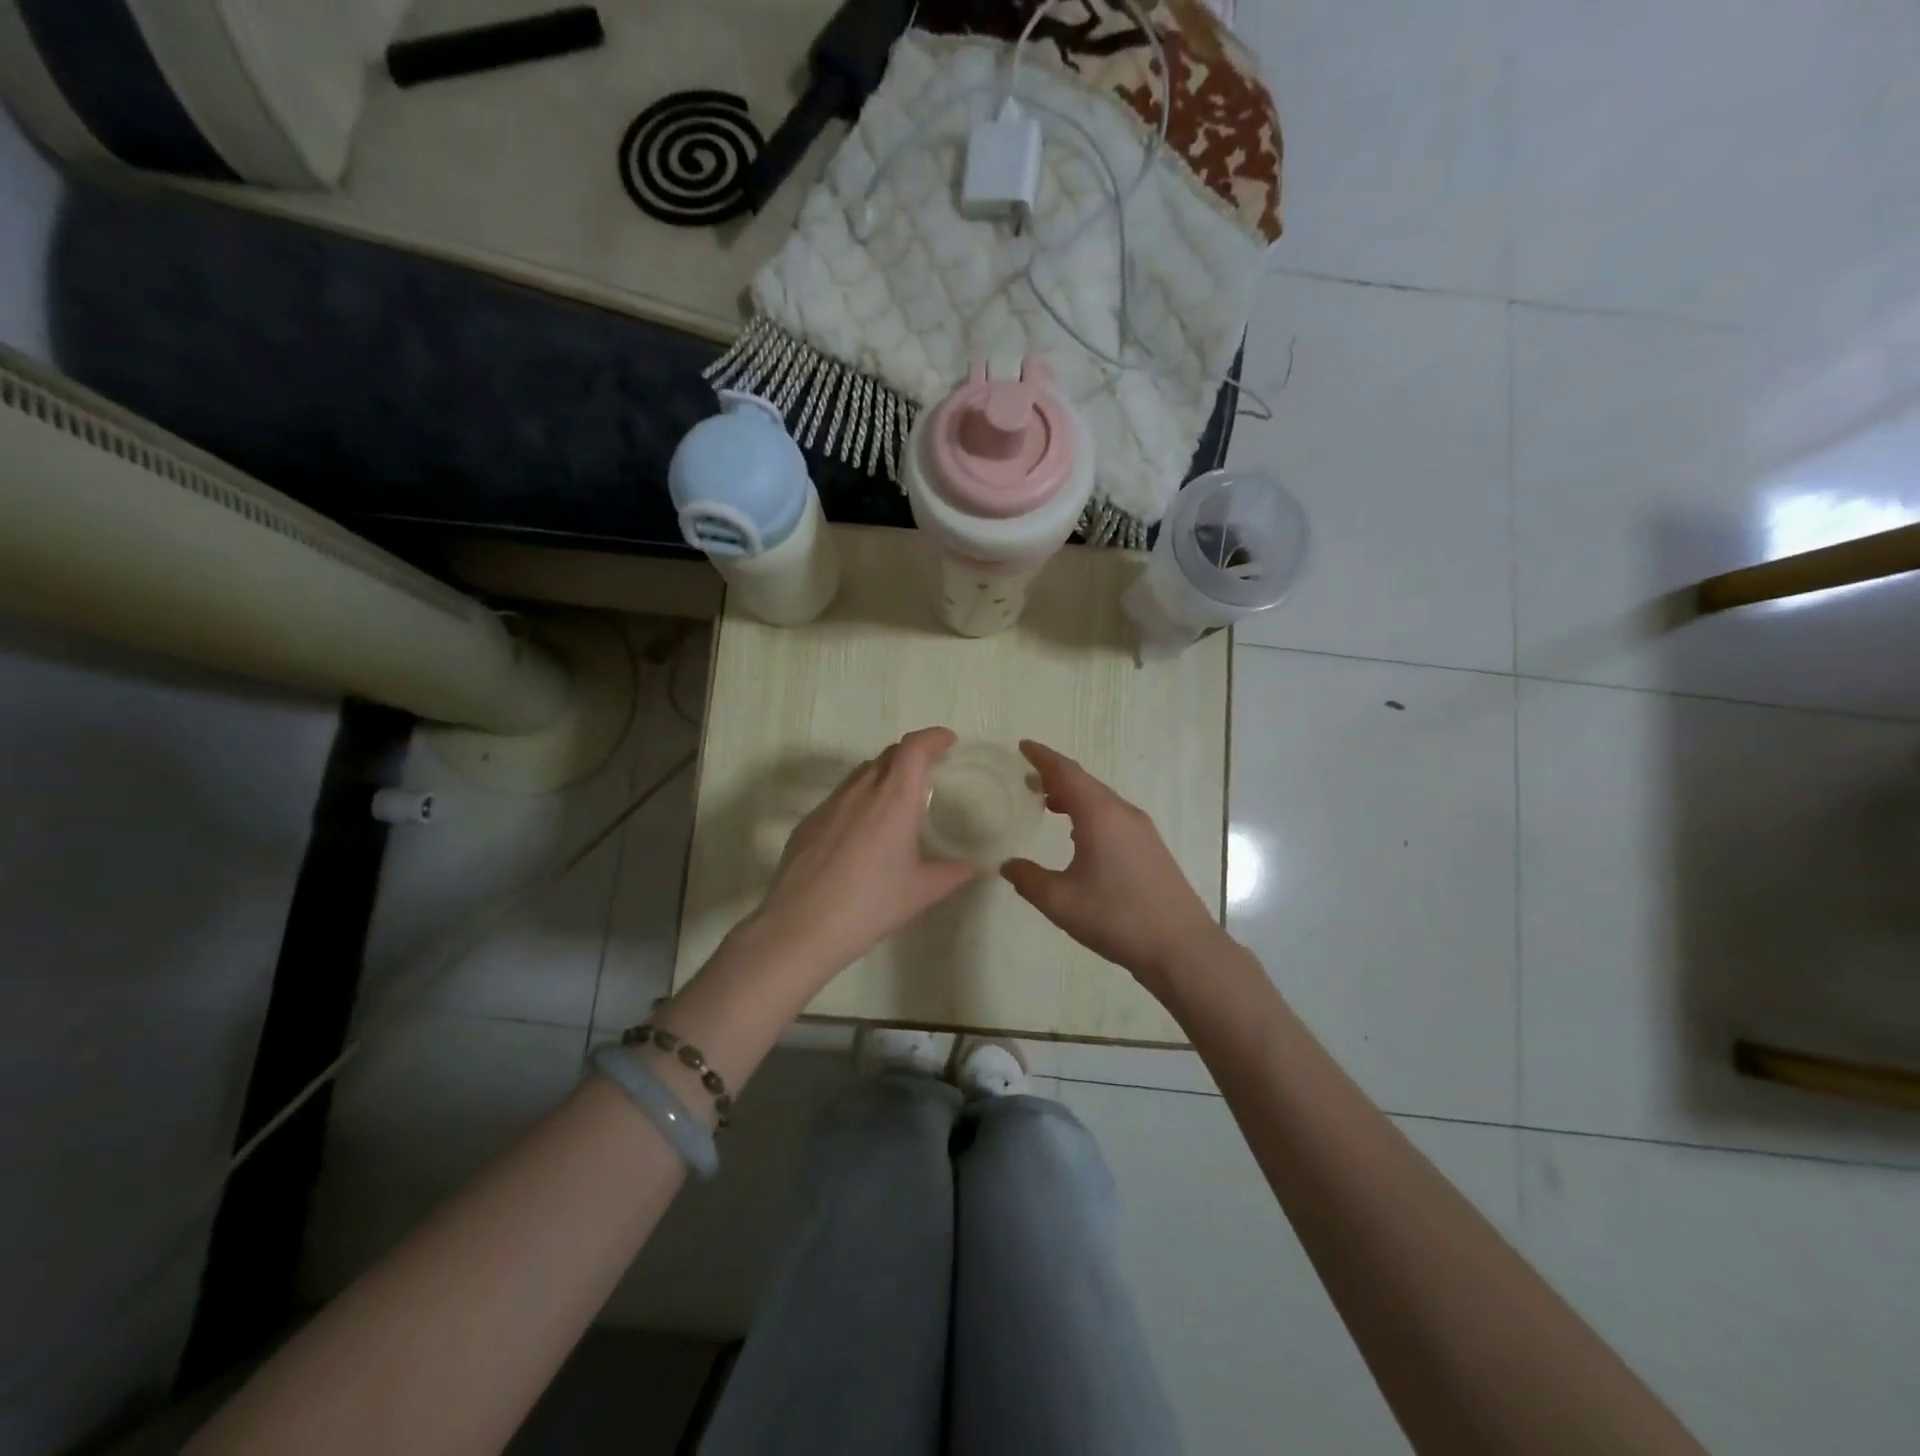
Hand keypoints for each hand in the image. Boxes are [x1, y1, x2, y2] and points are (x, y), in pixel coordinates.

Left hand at [750, 727, 977, 981]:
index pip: (914, 748)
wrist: (801, 926)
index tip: (947, 741)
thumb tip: (972, 867)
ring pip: (861, 773)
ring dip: (883, 774)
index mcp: (893, 799)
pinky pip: (840, 797)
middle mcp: (860, 792)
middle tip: (929, 770)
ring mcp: (829, 805)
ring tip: (896, 799)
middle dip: (911, 753)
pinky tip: (862, 832)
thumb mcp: (920, 892)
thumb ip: (951, 874)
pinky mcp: (808, 823)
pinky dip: (859, 798)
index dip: (932, 737)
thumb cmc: (870, 904)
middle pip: (888, 754)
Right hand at [1002, 740, 1223, 993]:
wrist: (1181, 947)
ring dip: (1073, 795)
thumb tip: (1008, 865)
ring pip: (1100, 799)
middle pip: (1084, 782)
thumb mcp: (1060, 902)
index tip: (1022, 747)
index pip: (1066, 772)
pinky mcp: (1151, 847)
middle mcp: (1122, 813)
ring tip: (1047, 804)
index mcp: (1099, 815)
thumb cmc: (1116, 918)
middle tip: (1027, 778)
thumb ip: (1028, 879)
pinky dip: (1089, 812)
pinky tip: (1078, 834)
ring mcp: (1141, 829)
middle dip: (1055, 776)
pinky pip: (1113, 815)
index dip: (1043, 757)